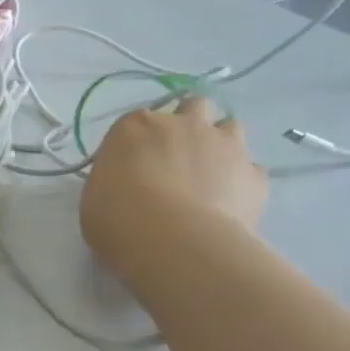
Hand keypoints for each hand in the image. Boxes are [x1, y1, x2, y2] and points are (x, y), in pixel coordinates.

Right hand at [80, 97, 267, 272]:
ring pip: (230, 126)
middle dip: (188, 125)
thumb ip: (113, 180)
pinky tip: (229, 204)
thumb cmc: (118, 219)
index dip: (137, 143)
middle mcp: (183, 124)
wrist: (176, 243)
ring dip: (220, 144)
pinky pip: (251, 169)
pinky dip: (241, 181)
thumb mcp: (94, 198)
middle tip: (176, 159)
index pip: (137, 122)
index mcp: (136, 126)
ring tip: (208, 177)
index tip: (132, 167)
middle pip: (192, 107)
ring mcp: (225, 145)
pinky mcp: (255, 175)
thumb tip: (125, 184)